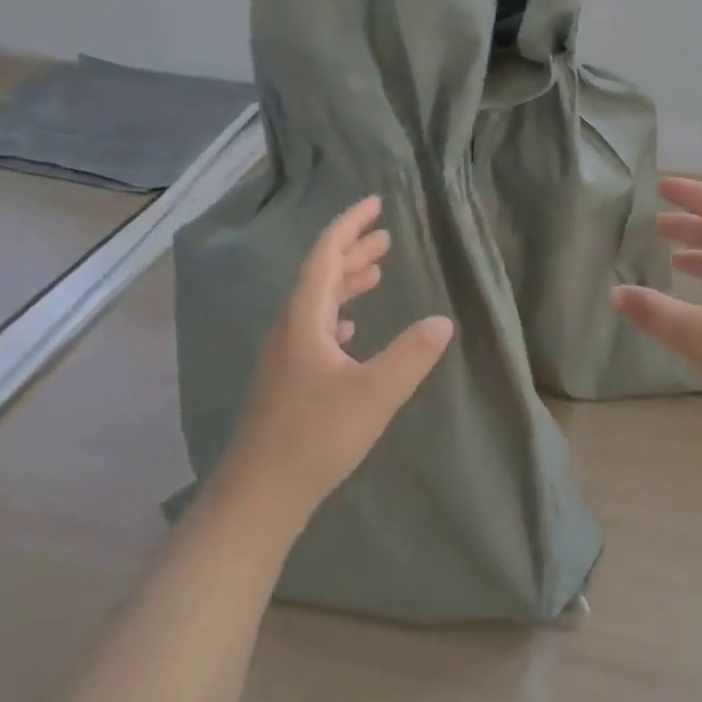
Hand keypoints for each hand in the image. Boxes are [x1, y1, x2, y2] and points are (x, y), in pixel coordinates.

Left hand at [221, 195, 454, 526]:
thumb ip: (411, 355)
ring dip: (347, 281)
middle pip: (322, 274)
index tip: (375, 204)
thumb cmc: (316, 437)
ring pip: (319, 302)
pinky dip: (338, 314)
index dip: (350, 224)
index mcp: (305, 318)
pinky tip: (351, 329)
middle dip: (354, 250)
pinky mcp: (287, 380)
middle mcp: (290, 328)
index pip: (326, 254)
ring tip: (377, 271)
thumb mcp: (375, 394)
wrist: (258, 497)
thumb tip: (443, 321)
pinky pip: (315, 328)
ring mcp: (285, 355)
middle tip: (386, 235)